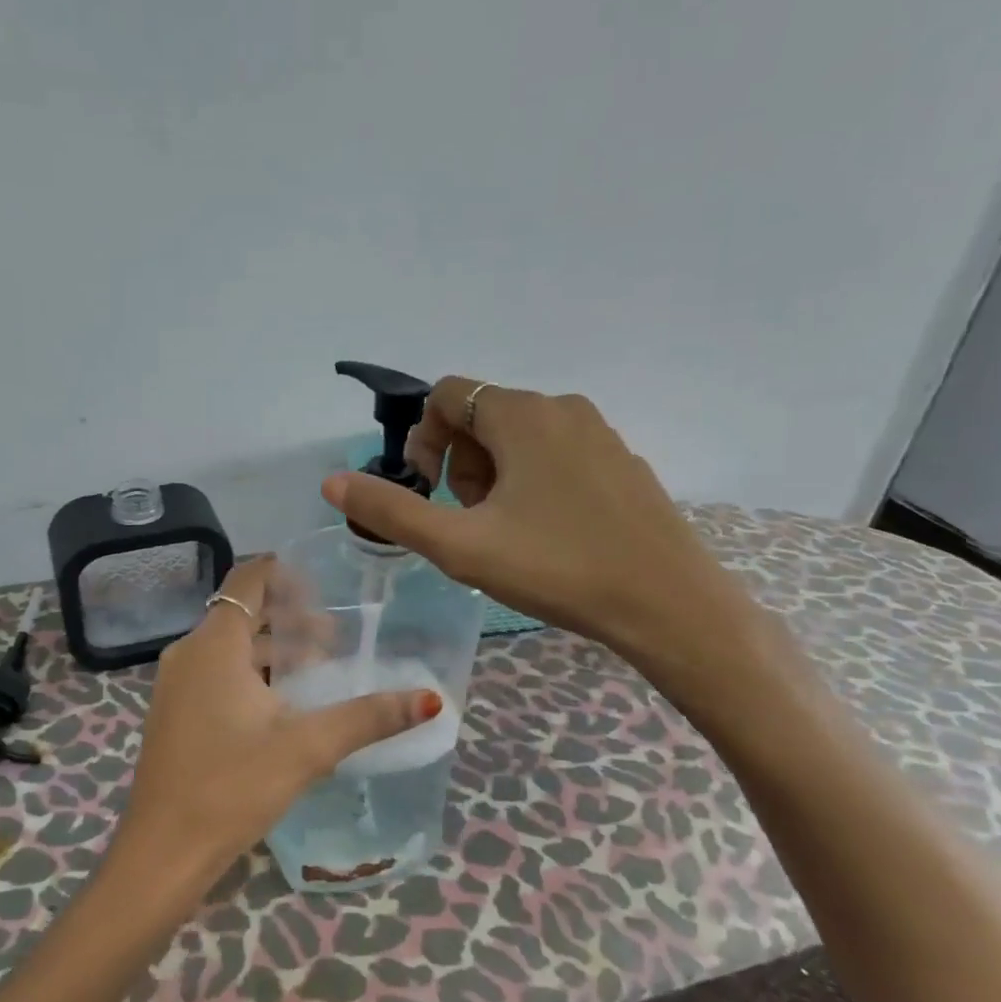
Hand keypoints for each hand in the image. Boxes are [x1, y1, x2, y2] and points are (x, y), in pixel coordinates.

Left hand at [112, 559, 441, 890]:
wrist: (162, 852)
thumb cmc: (231, 788)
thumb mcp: (307, 748)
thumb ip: (368, 717)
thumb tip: (430, 698)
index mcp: (214, 645)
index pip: (248, 579)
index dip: (284, 571)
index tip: (325, 581)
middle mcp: (189, 653)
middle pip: (244, 613)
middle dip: (291, 617)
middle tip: (337, 637)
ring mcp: (177, 684)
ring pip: (231, 646)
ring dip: (274, 649)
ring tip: (320, 670)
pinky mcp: (176, 712)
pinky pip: (218, 673)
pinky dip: (252, 673)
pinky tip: (284, 704)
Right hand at [322, 377, 750, 669]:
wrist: (668, 606)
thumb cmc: (556, 568)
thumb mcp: (459, 545)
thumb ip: (391, 510)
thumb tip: (332, 482)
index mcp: (522, 414)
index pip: (448, 395)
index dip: (423, 440)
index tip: (431, 492)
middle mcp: (562, 408)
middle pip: (482, 416)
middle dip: (459, 463)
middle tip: (470, 520)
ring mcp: (600, 434)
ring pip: (520, 437)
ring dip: (494, 476)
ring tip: (505, 532)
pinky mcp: (622, 463)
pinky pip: (557, 455)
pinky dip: (533, 483)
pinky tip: (547, 535)